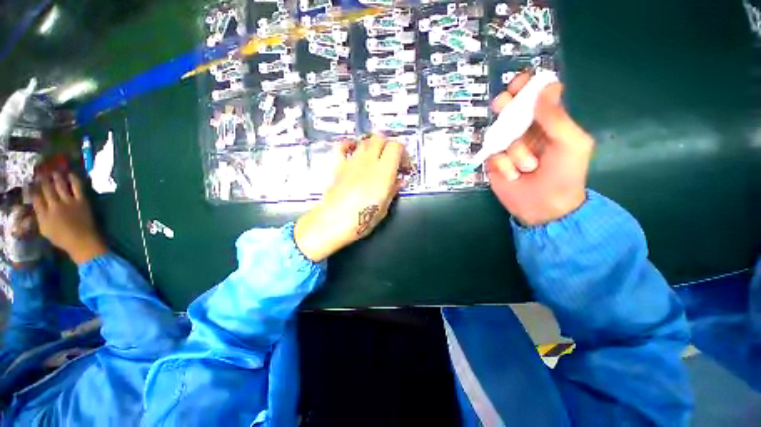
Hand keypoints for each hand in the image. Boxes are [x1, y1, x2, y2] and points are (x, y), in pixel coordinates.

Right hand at [31, 172, 106, 263]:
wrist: (82, 242)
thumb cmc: (62, 239)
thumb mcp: (45, 230)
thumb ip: (39, 217)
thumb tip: (36, 206)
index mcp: (43, 215)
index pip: (35, 198)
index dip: (33, 189)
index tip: (32, 182)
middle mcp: (54, 206)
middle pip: (46, 189)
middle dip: (43, 179)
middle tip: (41, 171)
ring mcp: (68, 202)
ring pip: (60, 185)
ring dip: (56, 176)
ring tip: (54, 170)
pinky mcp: (81, 201)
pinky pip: (77, 187)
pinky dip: (73, 179)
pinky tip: (70, 174)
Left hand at [295, 134, 406, 261]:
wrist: (333, 223)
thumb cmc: (361, 219)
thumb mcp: (384, 207)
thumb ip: (393, 190)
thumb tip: (399, 181)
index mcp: (383, 172)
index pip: (396, 146)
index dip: (403, 152)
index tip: (403, 165)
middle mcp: (368, 162)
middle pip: (380, 139)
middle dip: (388, 146)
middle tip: (391, 160)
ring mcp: (351, 162)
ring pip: (365, 141)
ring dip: (373, 146)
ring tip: (375, 159)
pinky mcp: (338, 165)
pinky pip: (342, 146)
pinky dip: (350, 145)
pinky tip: (353, 150)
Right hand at [486, 72, 593, 225]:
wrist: (544, 207)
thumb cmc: (565, 175)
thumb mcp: (571, 144)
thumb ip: (557, 117)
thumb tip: (546, 87)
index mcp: (547, 122)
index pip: (534, 97)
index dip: (525, 87)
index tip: (518, 85)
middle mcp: (525, 131)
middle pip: (509, 109)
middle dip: (505, 106)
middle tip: (503, 105)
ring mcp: (507, 147)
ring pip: (499, 135)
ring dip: (513, 151)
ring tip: (527, 167)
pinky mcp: (494, 162)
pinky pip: (492, 155)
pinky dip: (503, 165)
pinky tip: (513, 175)